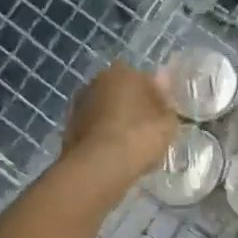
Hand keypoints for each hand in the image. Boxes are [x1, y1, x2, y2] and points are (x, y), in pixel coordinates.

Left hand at [62, 62, 176, 185]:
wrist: (99, 165)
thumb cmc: (140, 136)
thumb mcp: (168, 122)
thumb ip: (167, 103)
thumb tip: (163, 86)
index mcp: (124, 71)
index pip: (146, 81)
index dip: (157, 100)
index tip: (162, 119)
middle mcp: (99, 80)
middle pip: (123, 93)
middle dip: (133, 108)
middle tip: (146, 132)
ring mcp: (80, 102)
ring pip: (106, 110)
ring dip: (115, 121)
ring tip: (128, 146)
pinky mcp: (69, 124)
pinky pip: (94, 127)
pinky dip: (102, 135)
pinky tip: (112, 153)